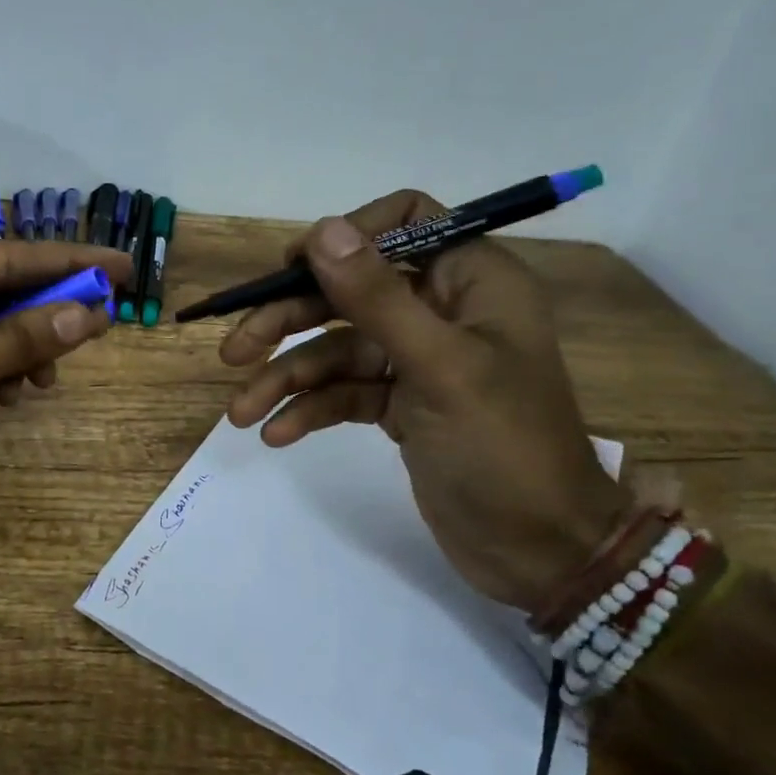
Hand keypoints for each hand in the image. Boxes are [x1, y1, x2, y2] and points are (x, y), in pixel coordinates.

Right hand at [219, 189, 629, 615]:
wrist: (541, 552)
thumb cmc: (504, 448)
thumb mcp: (439, 368)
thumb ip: (377, 298)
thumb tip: (322, 230)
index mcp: (471, 282)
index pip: (405, 222)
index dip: (346, 236)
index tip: (293, 269)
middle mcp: (442, 310)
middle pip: (349, 291)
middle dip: (289, 319)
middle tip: (234, 351)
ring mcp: (418, 361)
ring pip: (336, 348)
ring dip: (286, 377)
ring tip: (241, 412)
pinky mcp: (401, 405)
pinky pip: (343, 393)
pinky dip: (309, 409)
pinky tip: (277, 435)